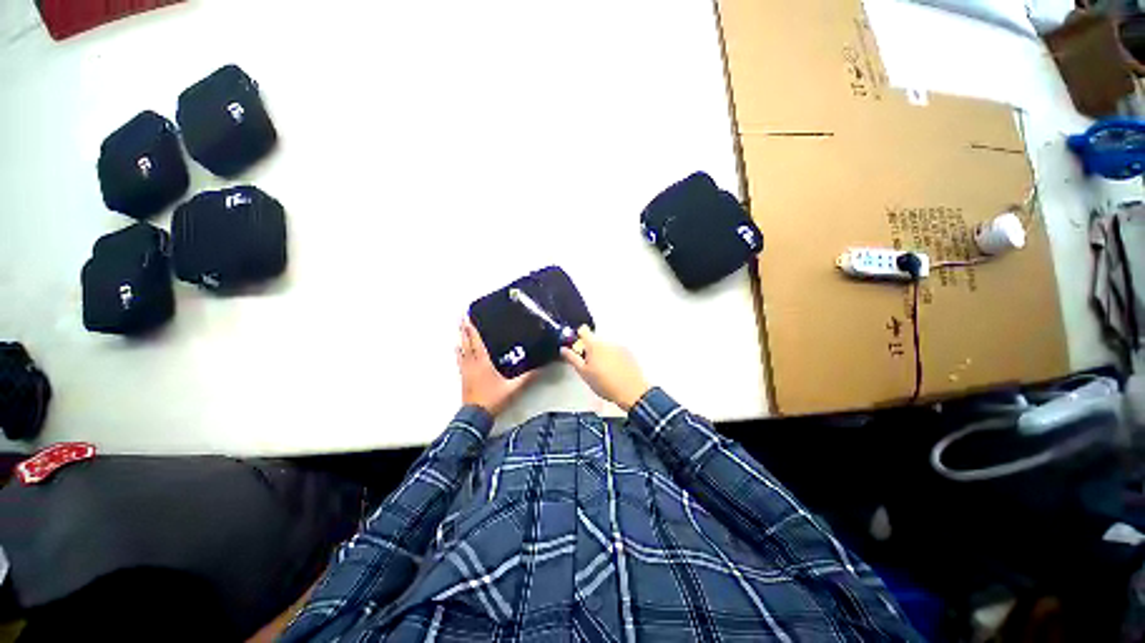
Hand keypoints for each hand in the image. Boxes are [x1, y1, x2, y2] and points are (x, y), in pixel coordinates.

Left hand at [457, 318, 534, 415]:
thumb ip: (527, 378)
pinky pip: (460, 360)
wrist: (475, 415)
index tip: (468, 318)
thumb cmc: (493, 400)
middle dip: (464, 330)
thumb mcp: (513, 388)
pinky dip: (458, 352)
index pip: (477, 342)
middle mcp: (472, 364)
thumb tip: (540, 368)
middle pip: (467, 343)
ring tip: (459, 328)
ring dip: (461, 338)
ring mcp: (466, 371)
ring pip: (462, 350)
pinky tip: (457, 349)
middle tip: (461, 317)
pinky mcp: (463, 377)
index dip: (472, 329)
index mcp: (483, 363)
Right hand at [561, 326, 649, 411]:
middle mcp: (607, 342)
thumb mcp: (584, 373)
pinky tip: (615, 370)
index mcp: (594, 345)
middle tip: (591, 365)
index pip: (583, 330)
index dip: (578, 336)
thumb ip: (573, 358)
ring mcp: (619, 346)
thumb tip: (564, 349)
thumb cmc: (605, 384)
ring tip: (604, 370)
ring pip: (606, 346)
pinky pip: (616, 350)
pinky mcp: (628, 352)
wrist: (631, 391)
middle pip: (595, 340)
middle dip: (591, 349)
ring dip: (603, 353)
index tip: (578, 345)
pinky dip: (614, 356)